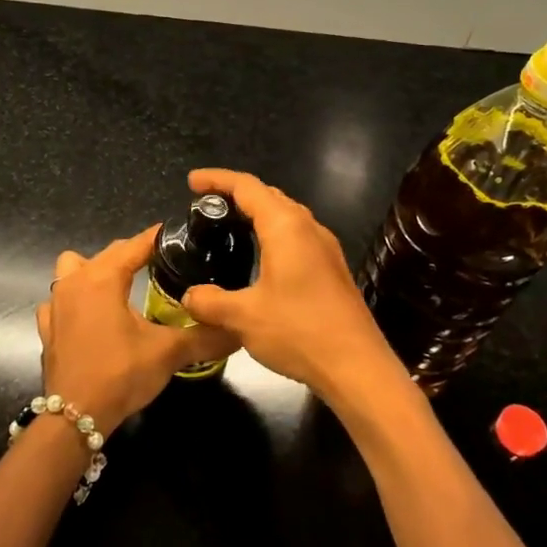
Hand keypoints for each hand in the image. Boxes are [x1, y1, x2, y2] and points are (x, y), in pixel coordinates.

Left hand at [36, 228, 237, 431]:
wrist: (74, 416)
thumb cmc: (120, 374)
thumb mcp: (167, 353)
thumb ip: (204, 337)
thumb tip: (239, 330)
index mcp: (102, 278)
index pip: (134, 245)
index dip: (157, 238)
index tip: (179, 235)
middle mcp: (74, 282)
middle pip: (107, 254)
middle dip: (133, 254)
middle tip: (162, 264)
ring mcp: (56, 304)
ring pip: (73, 268)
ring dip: (95, 270)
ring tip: (121, 287)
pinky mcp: (48, 327)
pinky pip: (60, 299)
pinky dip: (75, 300)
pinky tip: (91, 316)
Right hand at [179, 169, 406, 407]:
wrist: (357, 367)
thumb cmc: (299, 331)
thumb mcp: (243, 317)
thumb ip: (210, 301)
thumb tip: (189, 296)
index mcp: (286, 227)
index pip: (247, 187)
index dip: (217, 179)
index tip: (192, 182)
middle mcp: (308, 228)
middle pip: (269, 195)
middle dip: (237, 194)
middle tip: (206, 206)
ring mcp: (325, 248)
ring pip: (286, 216)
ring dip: (257, 214)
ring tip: (229, 227)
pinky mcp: (332, 270)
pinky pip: (297, 237)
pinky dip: (272, 234)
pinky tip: (260, 258)